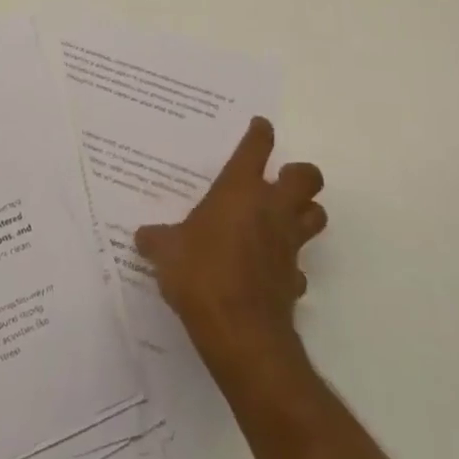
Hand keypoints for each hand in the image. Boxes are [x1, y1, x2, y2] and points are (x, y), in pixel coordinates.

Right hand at [134, 117, 325, 366]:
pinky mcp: (294, 279)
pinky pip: (299, 266)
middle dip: (298, 173)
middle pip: (306, 177)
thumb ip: (157, 239)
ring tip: (283, 217)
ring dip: (305, 212)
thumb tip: (143, 236)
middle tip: (280, 179)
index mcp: (240, 190)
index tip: (260, 126)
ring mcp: (288, 244)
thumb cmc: (201, 274)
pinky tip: (270, 272)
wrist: (240, 332)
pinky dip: (289, 265)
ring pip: (315, 215)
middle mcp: (271, 209)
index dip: (260, 134)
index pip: (256, 148)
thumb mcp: (166, 252)